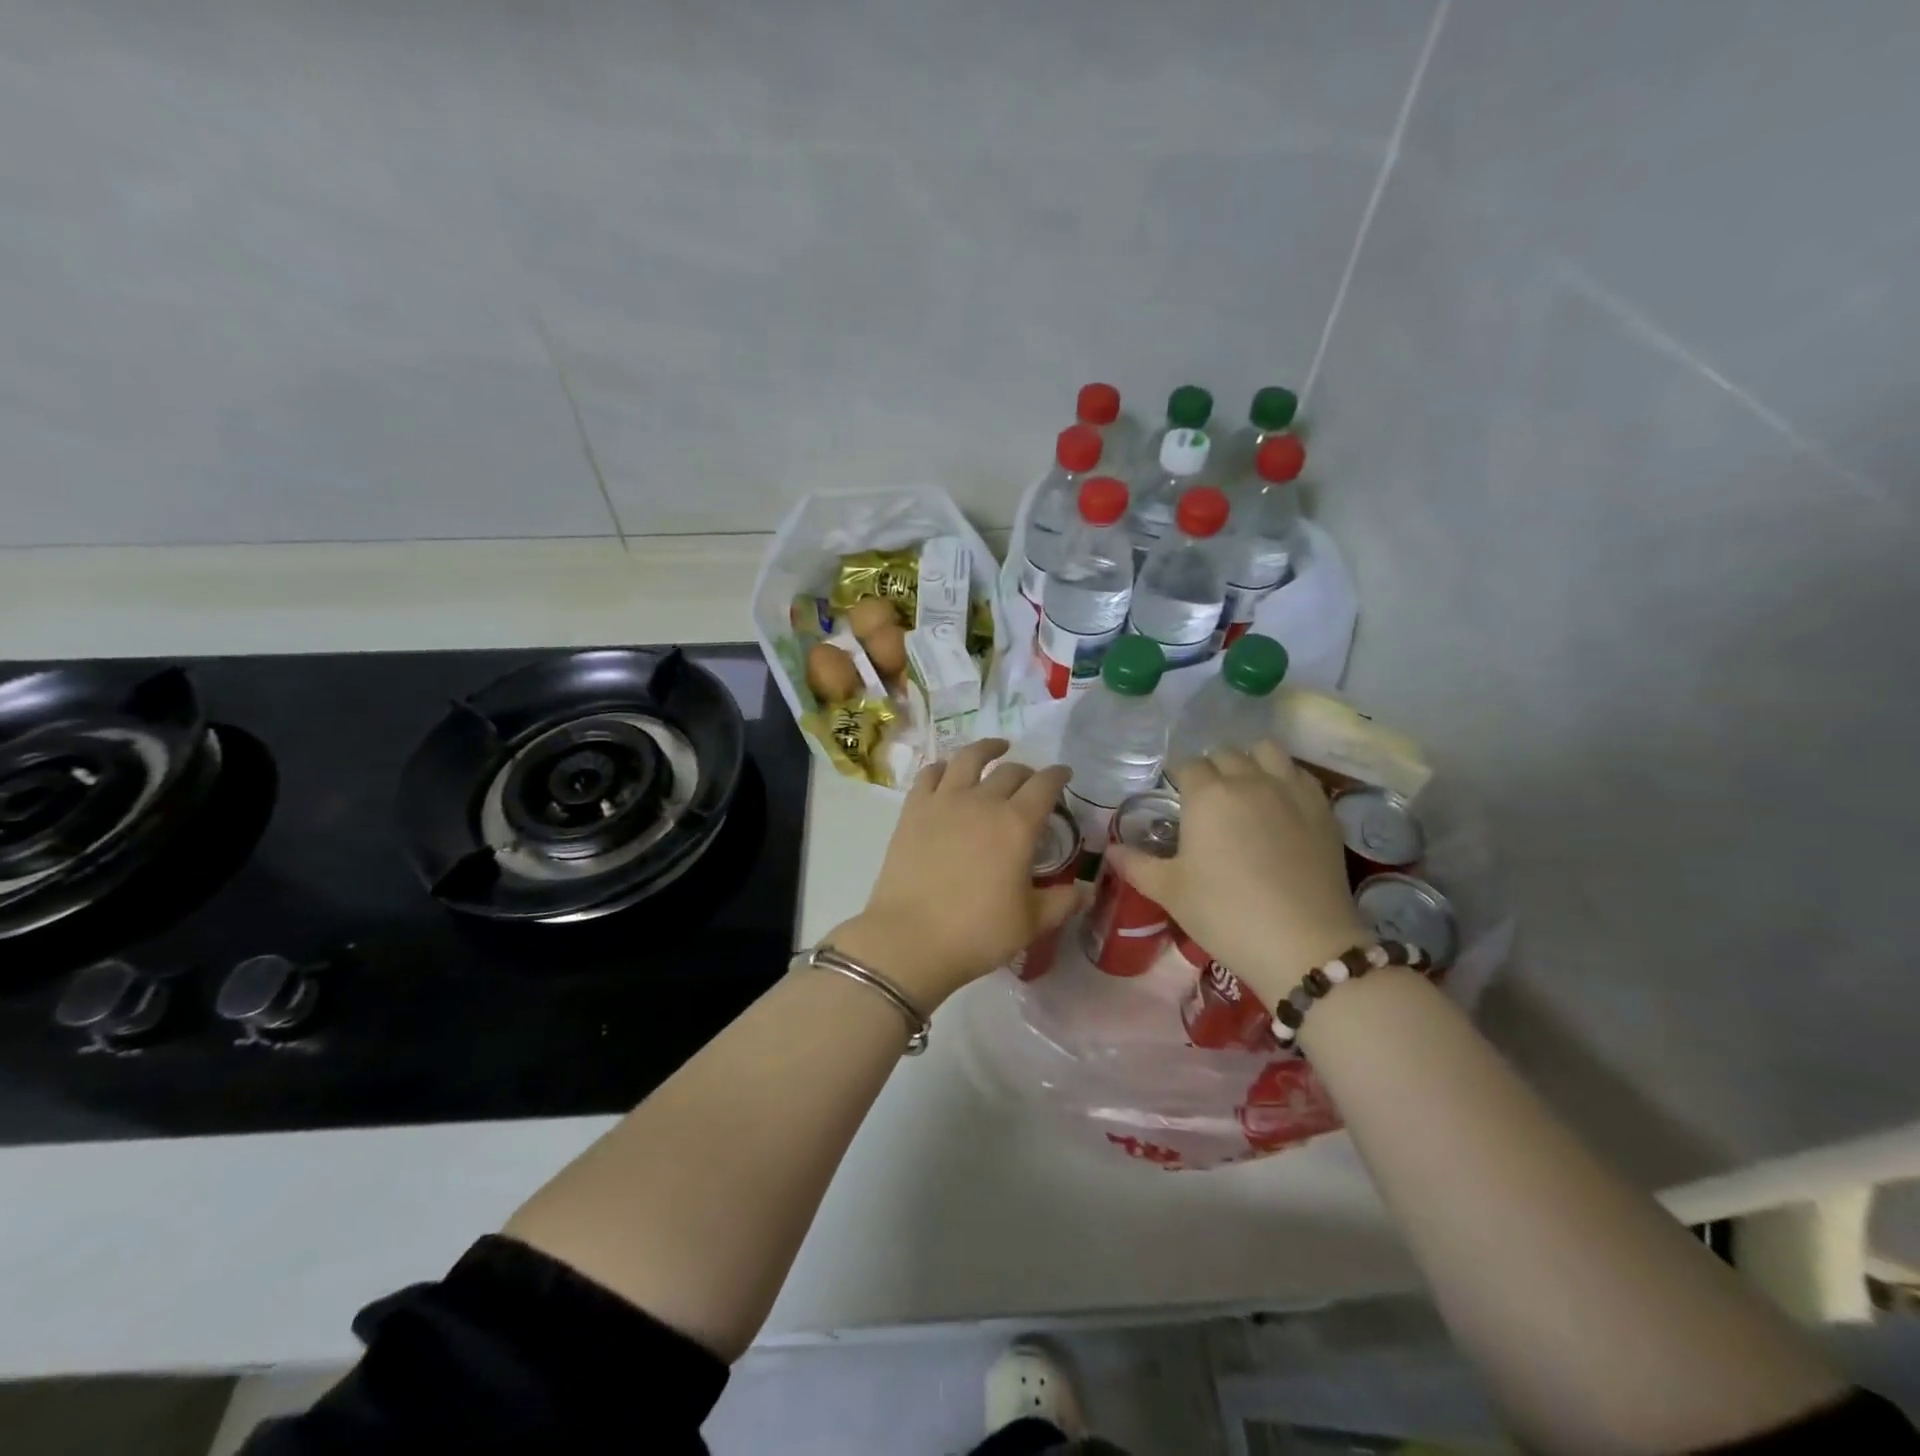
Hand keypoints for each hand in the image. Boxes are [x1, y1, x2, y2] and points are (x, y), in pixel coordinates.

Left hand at [829, 739, 1075, 1009]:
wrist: (910, 939)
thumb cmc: (977, 932)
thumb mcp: (1031, 923)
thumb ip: (1062, 902)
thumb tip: (1086, 892)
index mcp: (1017, 824)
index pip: (1045, 785)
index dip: (1058, 775)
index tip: (1064, 774)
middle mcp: (982, 802)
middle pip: (1009, 771)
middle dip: (1027, 771)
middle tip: (1031, 781)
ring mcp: (944, 801)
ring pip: (968, 759)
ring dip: (986, 749)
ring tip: (996, 748)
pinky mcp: (913, 810)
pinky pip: (930, 774)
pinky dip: (944, 766)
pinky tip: (949, 770)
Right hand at [1107, 741, 1364, 1004]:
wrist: (1303, 944)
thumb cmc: (1225, 914)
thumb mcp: (1170, 892)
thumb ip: (1136, 865)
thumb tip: (1110, 849)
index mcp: (1207, 795)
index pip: (1186, 765)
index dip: (1178, 778)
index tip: (1176, 798)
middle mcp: (1248, 781)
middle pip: (1225, 754)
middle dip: (1212, 769)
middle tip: (1207, 800)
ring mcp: (1290, 790)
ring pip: (1267, 752)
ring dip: (1251, 762)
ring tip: (1246, 790)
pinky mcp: (1323, 809)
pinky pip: (1299, 774)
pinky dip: (1285, 778)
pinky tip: (1281, 805)